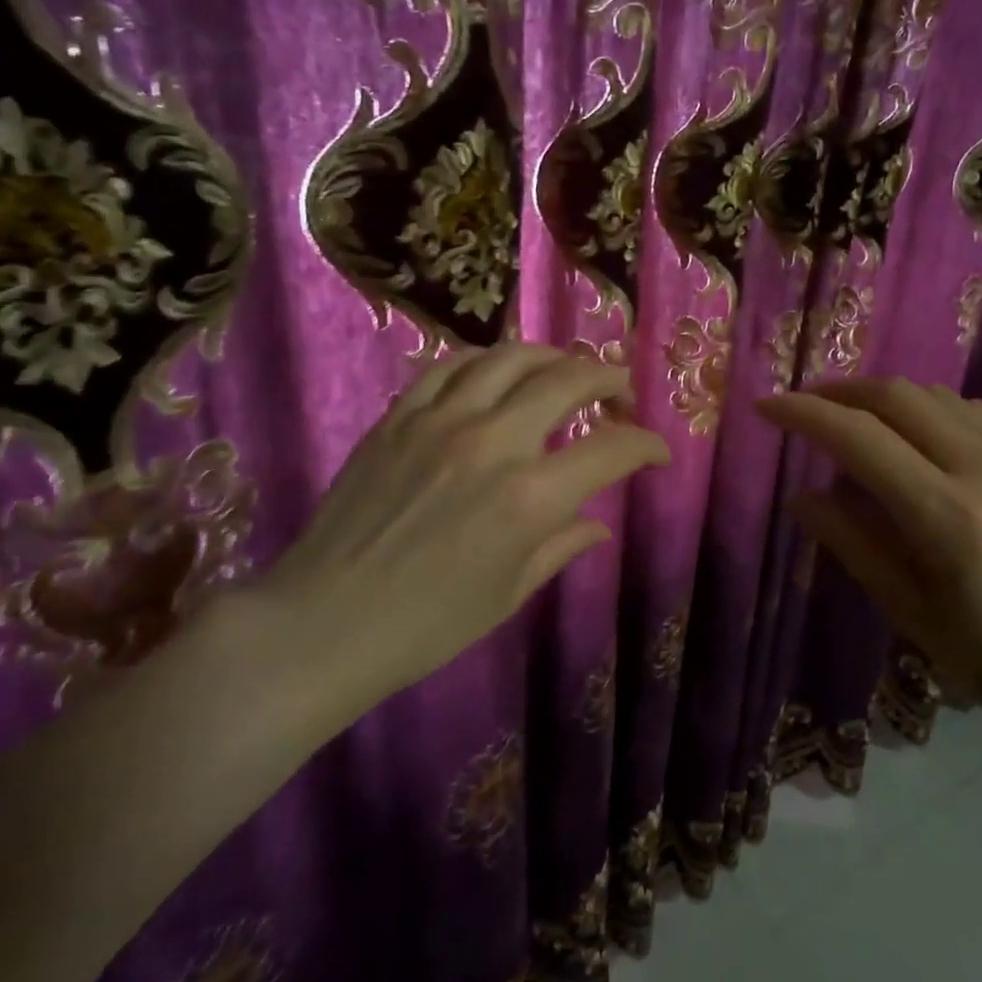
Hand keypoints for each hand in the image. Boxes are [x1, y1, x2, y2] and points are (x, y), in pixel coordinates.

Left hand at [250, 343, 668, 707]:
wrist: (324, 621)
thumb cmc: (427, 624)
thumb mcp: (509, 593)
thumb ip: (560, 547)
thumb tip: (596, 524)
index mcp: (530, 497)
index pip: (612, 449)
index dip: (647, 444)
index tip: (656, 452)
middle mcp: (493, 442)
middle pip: (568, 379)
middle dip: (609, 378)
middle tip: (620, 394)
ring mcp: (441, 420)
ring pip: (510, 357)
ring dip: (551, 357)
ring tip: (565, 372)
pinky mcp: (399, 416)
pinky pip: (450, 365)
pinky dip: (486, 362)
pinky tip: (495, 376)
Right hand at [756, 378, 981, 753]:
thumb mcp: (914, 616)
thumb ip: (854, 546)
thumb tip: (803, 496)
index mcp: (946, 516)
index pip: (858, 437)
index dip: (803, 414)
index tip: (765, 409)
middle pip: (896, 396)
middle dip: (838, 392)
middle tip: (803, 409)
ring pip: (935, 395)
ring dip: (882, 396)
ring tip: (851, 420)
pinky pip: (972, 412)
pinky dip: (927, 408)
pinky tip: (916, 436)